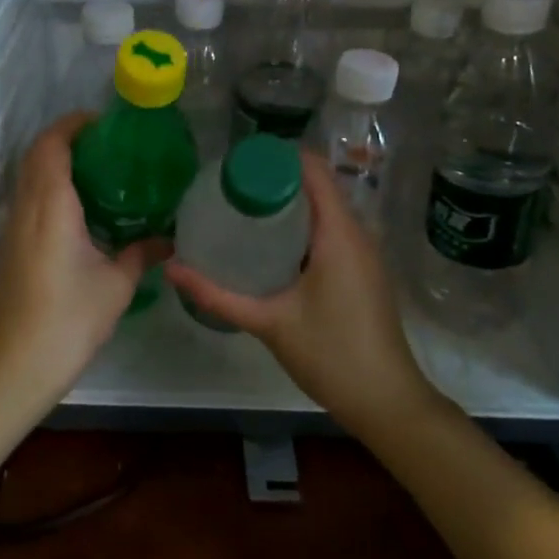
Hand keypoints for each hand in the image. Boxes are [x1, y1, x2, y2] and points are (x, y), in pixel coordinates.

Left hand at [0, 113, 167, 410]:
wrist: (17, 365)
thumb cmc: (70, 319)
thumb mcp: (116, 286)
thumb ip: (141, 255)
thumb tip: (168, 241)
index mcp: (51, 207)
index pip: (52, 146)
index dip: (72, 125)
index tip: (102, 123)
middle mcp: (25, 209)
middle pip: (35, 156)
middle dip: (64, 139)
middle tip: (104, 144)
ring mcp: (12, 229)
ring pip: (27, 178)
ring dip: (53, 164)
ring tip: (95, 172)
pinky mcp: (9, 248)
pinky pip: (26, 201)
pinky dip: (47, 189)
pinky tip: (76, 211)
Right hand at [165, 151, 435, 436]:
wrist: (386, 401)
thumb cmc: (331, 354)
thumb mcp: (268, 322)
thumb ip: (218, 295)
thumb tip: (172, 269)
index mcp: (339, 234)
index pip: (312, 170)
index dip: (276, 157)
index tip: (236, 162)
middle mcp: (356, 233)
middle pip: (316, 186)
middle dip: (273, 180)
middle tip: (228, 187)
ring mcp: (363, 253)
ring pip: (324, 210)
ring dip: (287, 204)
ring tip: (241, 209)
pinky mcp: (362, 271)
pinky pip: (330, 231)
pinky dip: (300, 227)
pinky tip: (268, 244)